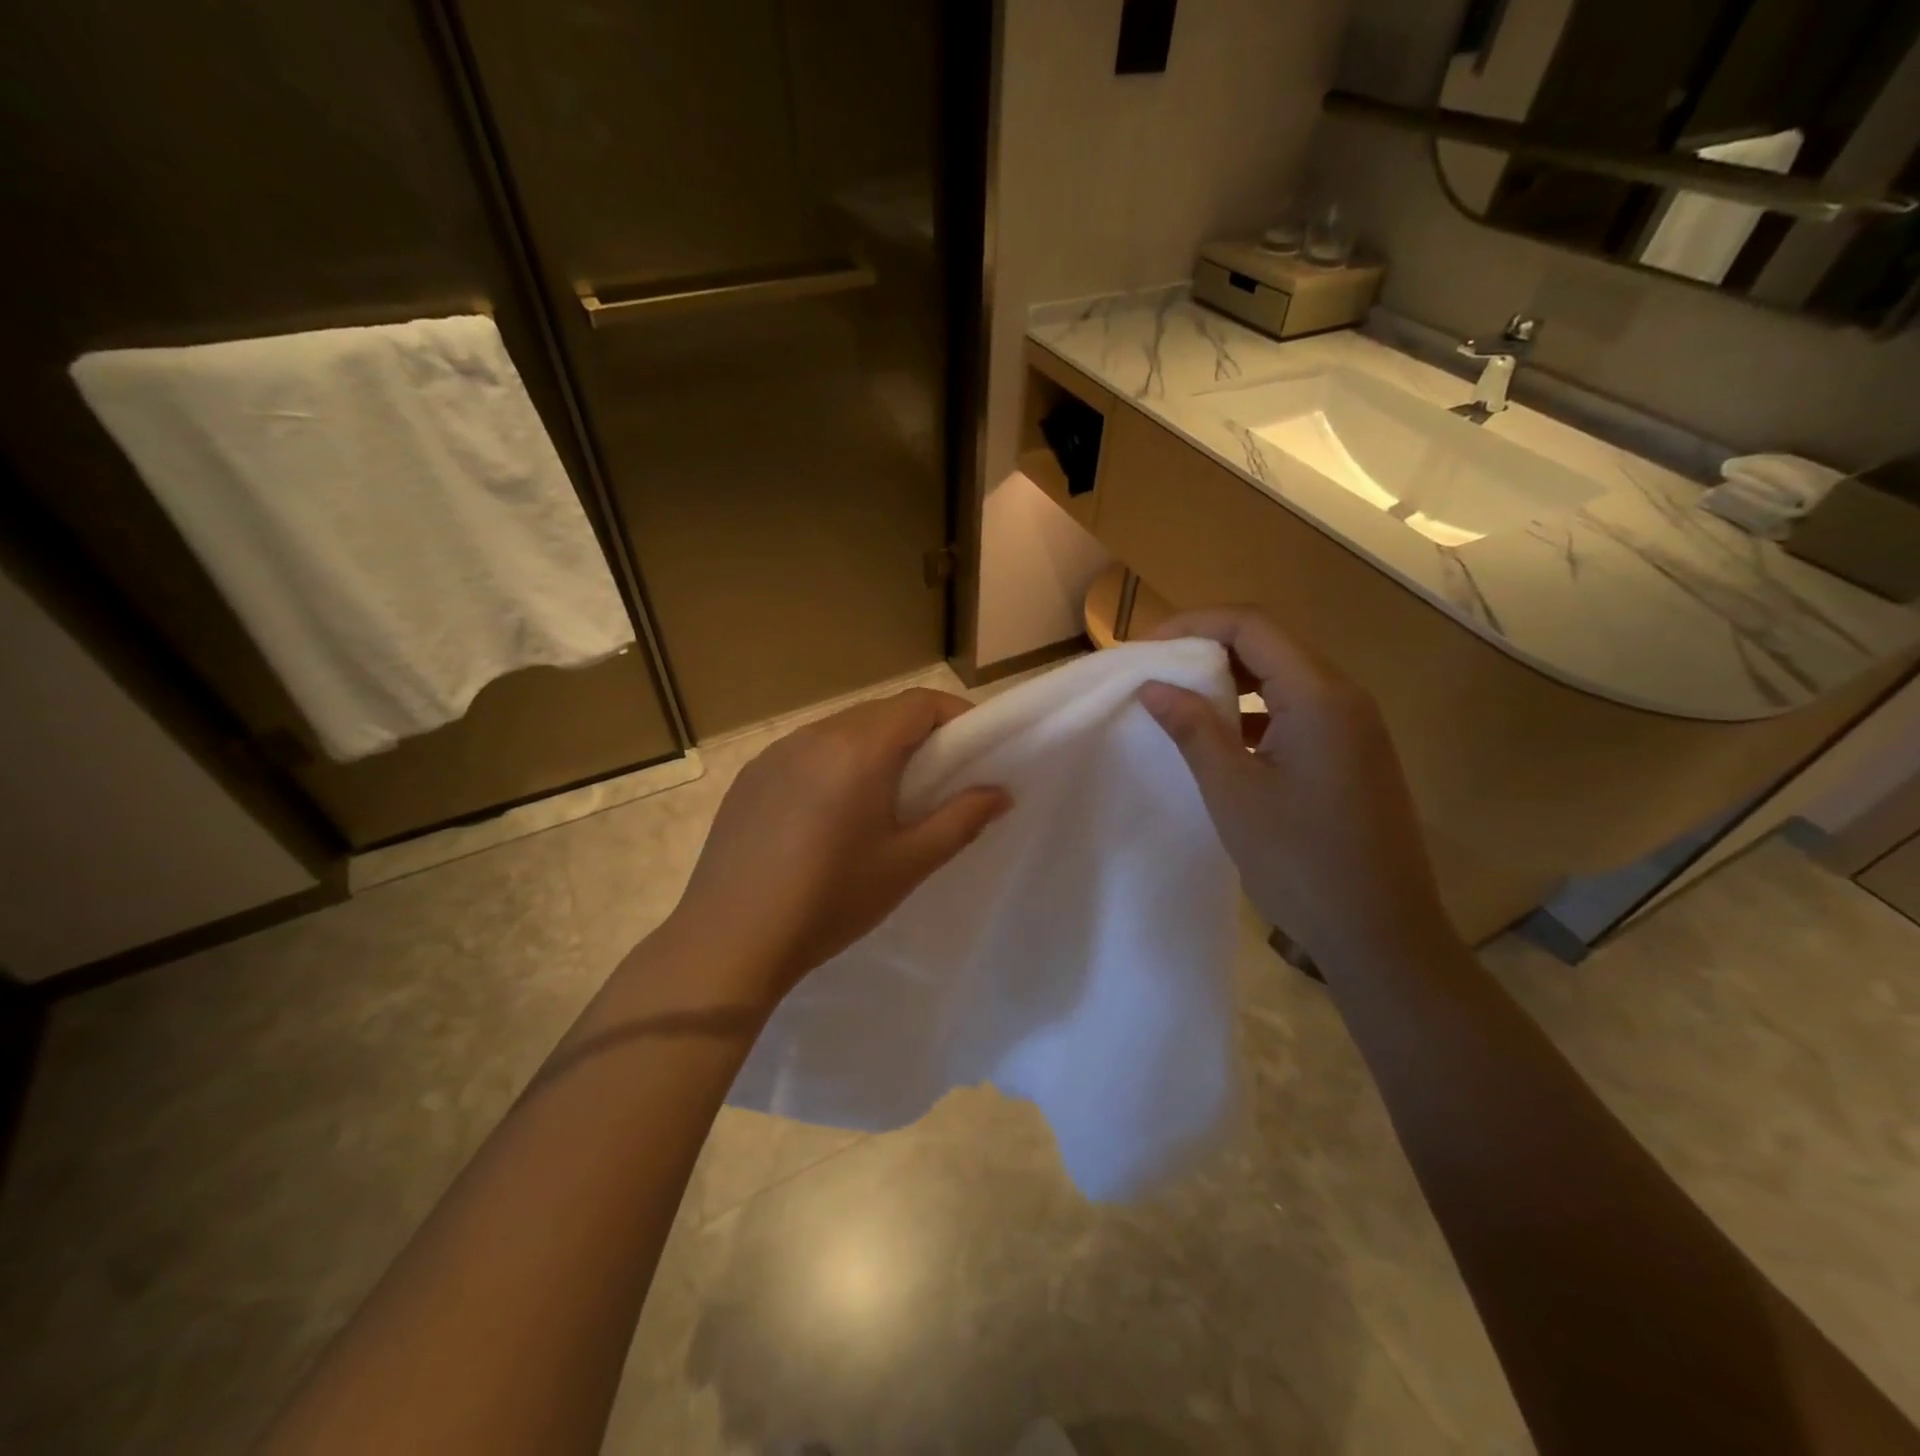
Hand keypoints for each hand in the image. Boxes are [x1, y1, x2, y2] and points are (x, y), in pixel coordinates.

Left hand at [664, 688, 1010, 1005]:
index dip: (955, 715)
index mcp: (858, 749)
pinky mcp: (751, 775)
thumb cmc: (831, 901)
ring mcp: (776, 752)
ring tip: (884, 798)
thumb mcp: (908, 865)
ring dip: (874, 747)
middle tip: (938, 778)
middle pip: (880, 712)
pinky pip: (806, 751)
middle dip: (918, 733)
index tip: (975, 748)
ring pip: (842, 729)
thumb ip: (961, 820)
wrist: (730, 939)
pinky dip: (834, 763)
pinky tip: (830, 813)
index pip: (919, 703)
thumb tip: (1000, 793)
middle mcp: (815, 735)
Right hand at [1137, 608, 1453, 967]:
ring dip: (1233, 679)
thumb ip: (1193, 728)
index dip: (1194, 626)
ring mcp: (1355, 726)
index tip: (1147, 649)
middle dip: (1210, 648)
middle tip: (1159, 671)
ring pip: (1286, 677)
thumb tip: (1154, 686)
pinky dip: (1257, 710)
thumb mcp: (1233, 791)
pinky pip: (1300, 709)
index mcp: (1318, 695)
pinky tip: (1225, 738)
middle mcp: (1344, 697)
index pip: (1252, 626)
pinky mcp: (1354, 754)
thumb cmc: (1300, 859)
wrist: (1380, 932)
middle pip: (1272, 644)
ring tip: (1183, 699)